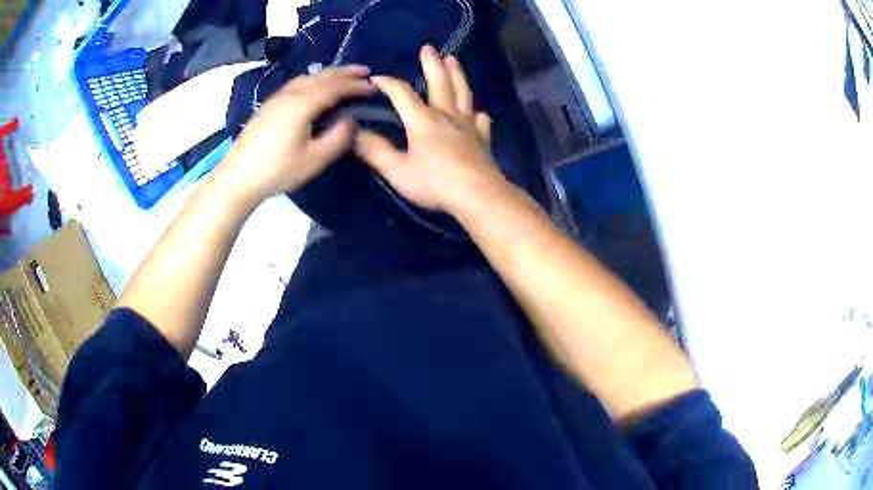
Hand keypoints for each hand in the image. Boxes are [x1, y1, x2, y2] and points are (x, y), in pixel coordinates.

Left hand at [216, 65, 375, 204]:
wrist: (238, 177)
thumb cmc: (278, 171)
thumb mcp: (314, 159)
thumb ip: (338, 137)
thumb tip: (350, 119)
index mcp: (303, 104)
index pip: (336, 87)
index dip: (356, 85)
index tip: (374, 87)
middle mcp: (290, 94)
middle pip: (322, 76)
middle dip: (345, 72)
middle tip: (365, 72)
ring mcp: (277, 98)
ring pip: (308, 77)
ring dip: (329, 74)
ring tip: (344, 77)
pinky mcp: (269, 106)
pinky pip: (296, 84)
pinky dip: (314, 80)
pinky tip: (315, 89)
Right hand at [354, 45, 507, 212]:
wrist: (477, 195)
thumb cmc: (434, 183)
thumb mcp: (397, 170)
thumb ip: (375, 151)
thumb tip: (353, 133)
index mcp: (423, 120)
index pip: (401, 94)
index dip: (387, 83)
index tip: (376, 77)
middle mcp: (446, 115)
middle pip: (439, 83)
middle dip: (432, 64)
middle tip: (429, 48)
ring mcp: (468, 125)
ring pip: (462, 93)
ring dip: (457, 75)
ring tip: (454, 60)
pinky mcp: (482, 139)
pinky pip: (481, 121)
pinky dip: (478, 114)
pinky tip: (479, 113)